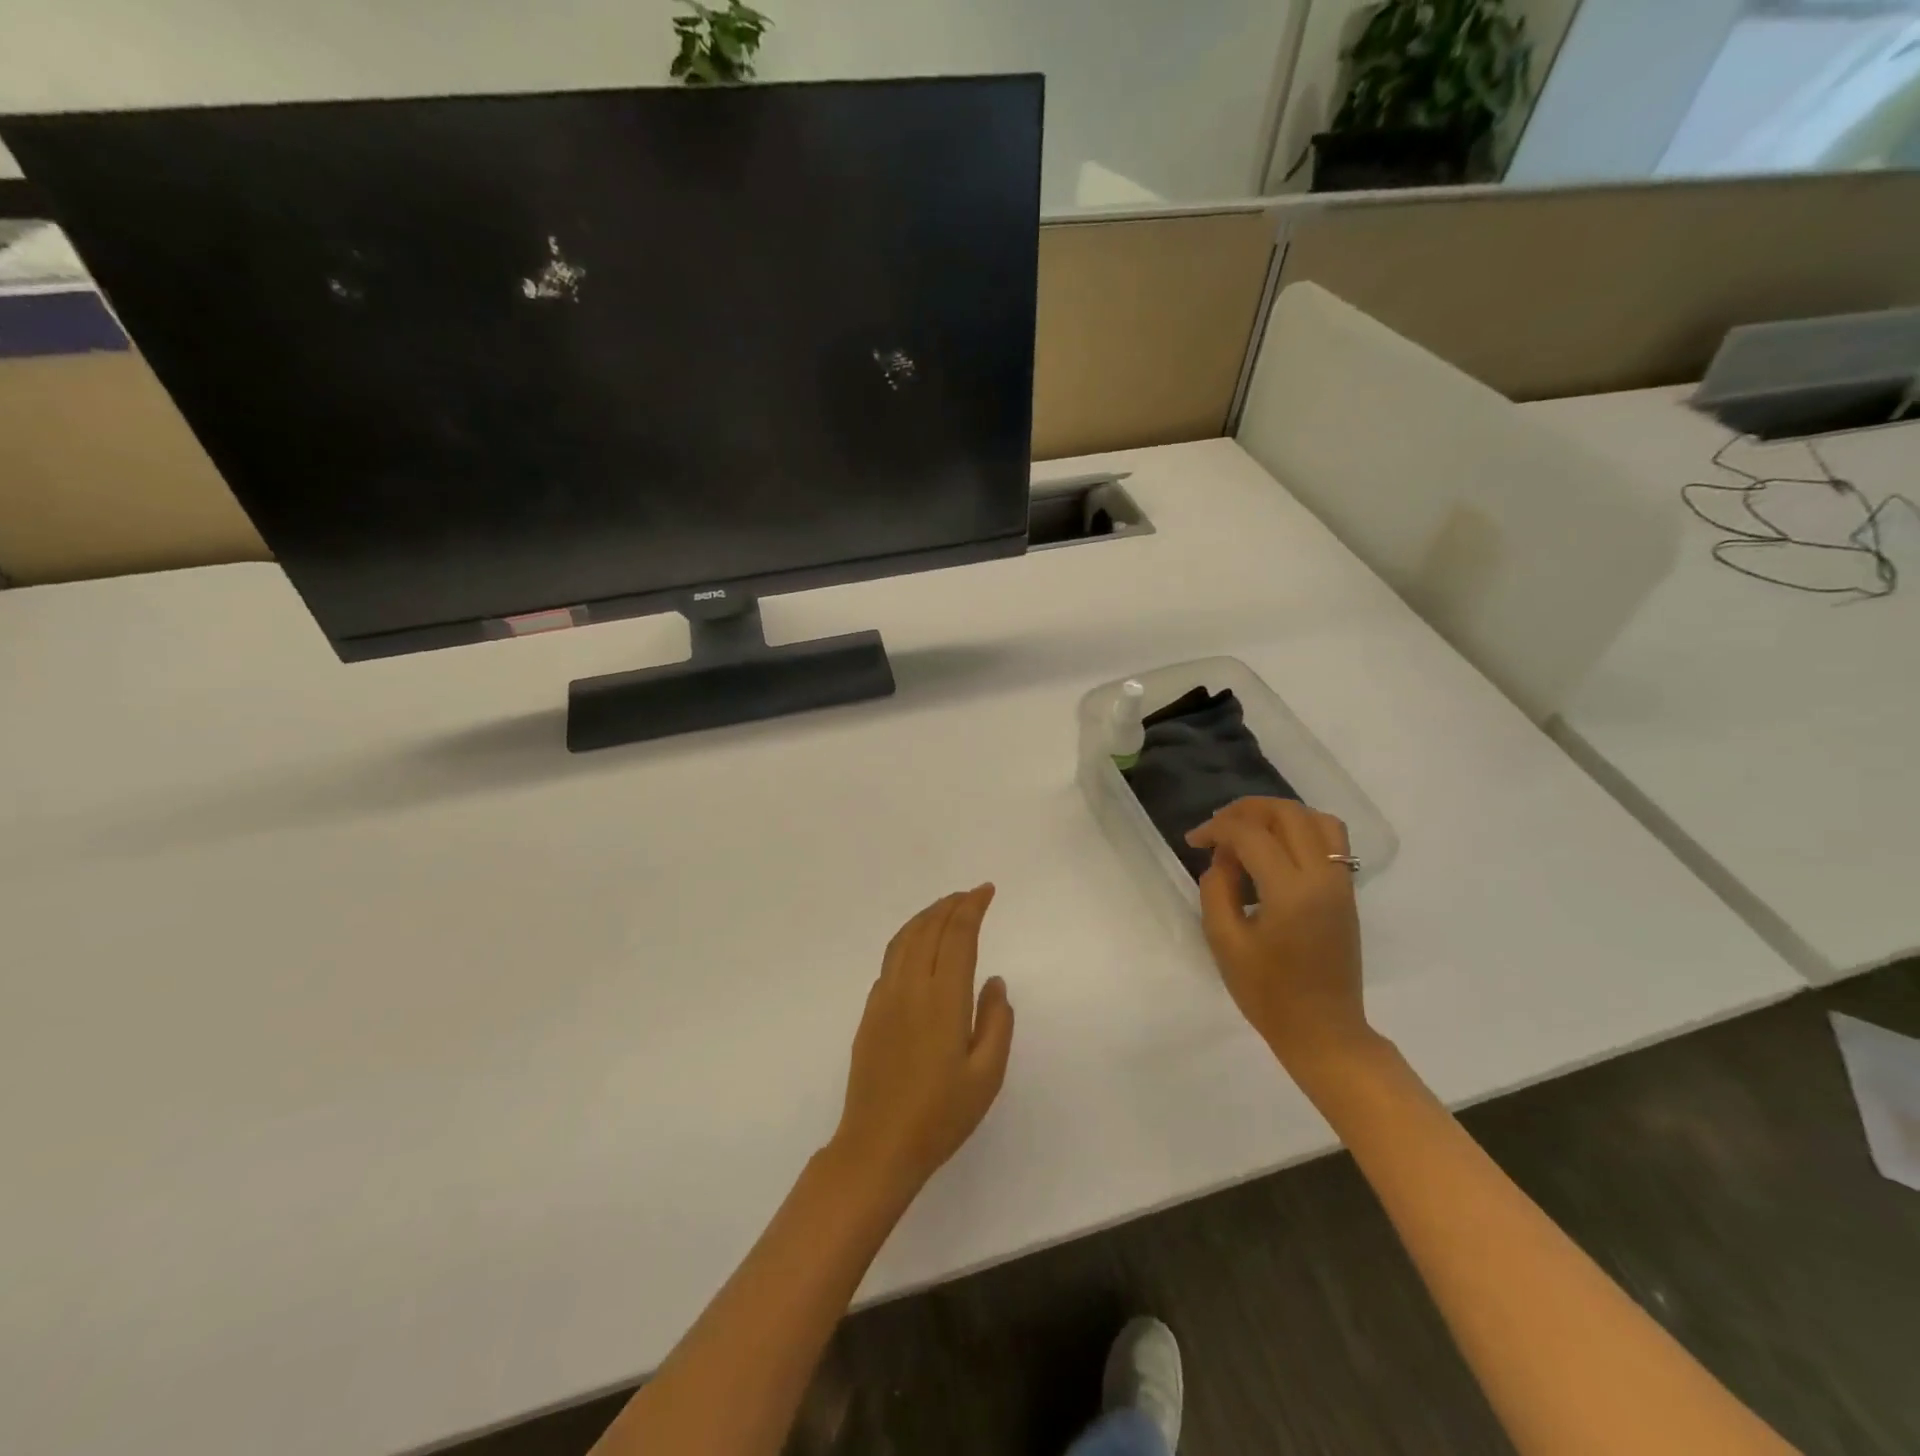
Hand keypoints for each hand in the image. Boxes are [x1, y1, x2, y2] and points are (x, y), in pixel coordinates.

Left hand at [829, 886, 1015, 1205]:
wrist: (877, 1146)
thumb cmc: (940, 1116)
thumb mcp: (986, 1076)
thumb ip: (996, 1022)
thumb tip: (994, 981)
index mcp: (942, 998)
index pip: (957, 935)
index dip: (972, 907)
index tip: (986, 890)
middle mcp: (910, 987)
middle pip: (928, 928)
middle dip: (950, 904)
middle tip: (970, 894)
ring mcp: (884, 998)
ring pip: (904, 939)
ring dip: (926, 916)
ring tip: (945, 909)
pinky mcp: (869, 1012)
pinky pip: (890, 959)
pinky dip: (908, 939)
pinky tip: (917, 948)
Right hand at [1187, 798, 1371, 1073]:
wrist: (1323, 1031)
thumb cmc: (1268, 993)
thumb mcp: (1224, 942)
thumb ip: (1216, 889)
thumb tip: (1223, 859)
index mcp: (1290, 892)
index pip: (1251, 835)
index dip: (1217, 828)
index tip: (1193, 840)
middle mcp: (1322, 878)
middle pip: (1288, 813)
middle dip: (1247, 810)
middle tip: (1218, 827)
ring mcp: (1340, 883)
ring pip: (1316, 819)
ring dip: (1278, 814)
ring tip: (1249, 830)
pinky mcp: (1346, 892)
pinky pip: (1330, 839)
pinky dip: (1301, 829)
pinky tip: (1275, 848)